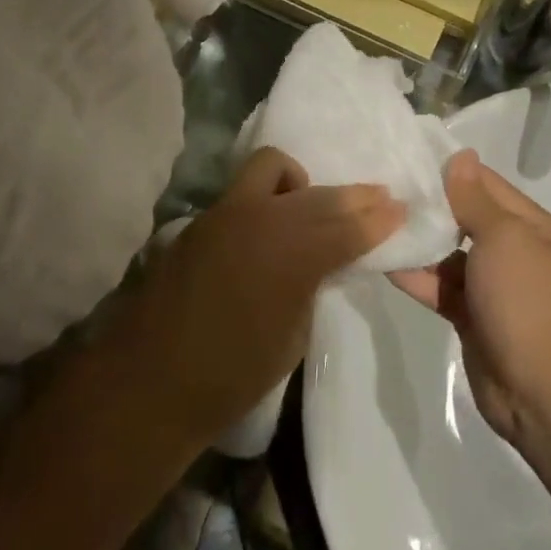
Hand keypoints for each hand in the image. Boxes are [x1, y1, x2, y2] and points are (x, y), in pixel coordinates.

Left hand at [121, 147, 404, 445]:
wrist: (149, 381)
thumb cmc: (230, 376)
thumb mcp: (292, 337)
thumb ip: (311, 285)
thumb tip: (321, 261)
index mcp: (291, 255)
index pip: (347, 227)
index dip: (378, 218)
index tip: (401, 208)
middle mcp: (260, 219)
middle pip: (318, 195)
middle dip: (353, 197)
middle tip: (378, 198)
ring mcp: (225, 212)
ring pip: (273, 168)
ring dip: (302, 184)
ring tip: (312, 209)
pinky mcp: (201, 218)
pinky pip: (245, 189)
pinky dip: (270, 194)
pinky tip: (274, 219)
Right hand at [392, 150, 550, 443]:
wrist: (540, 390)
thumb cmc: (525, 300)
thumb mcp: (503, 238)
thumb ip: (474, 199)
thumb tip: (461, 157)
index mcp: (536, 229)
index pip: (489, 187)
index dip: (454, 172)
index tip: (412, 158)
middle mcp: (517, 253)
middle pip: (468, 219)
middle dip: (432, 206)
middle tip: (387, 187)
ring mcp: (494, 288)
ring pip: (450, 255)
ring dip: (420, 241)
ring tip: (378, 219)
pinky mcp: (473, 317)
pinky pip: (441, 287)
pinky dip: (416, 276)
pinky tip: (382, 260)